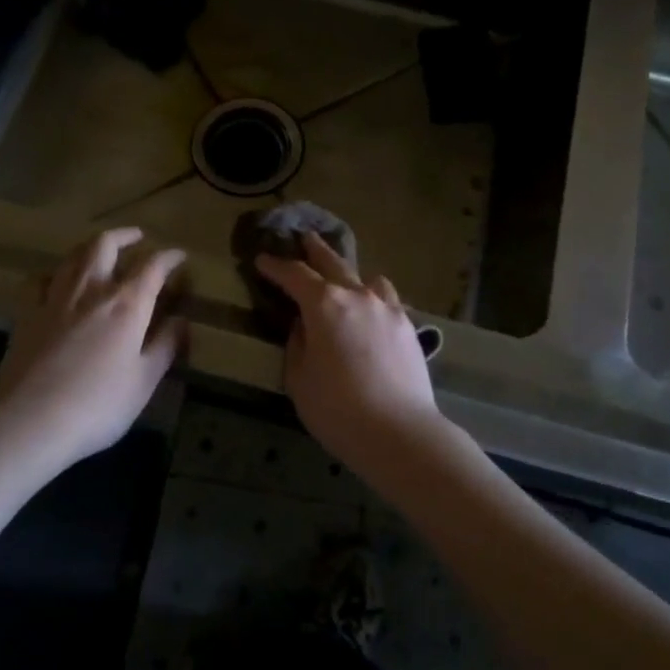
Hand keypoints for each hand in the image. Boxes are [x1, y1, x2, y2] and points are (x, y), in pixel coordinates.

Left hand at [0, 228, 185, 465]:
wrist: (30, 422)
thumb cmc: (98, 406)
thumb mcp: (144, 381)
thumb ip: (164, 346)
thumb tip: (181, 320)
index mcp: (127, 304)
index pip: (153, 266)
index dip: (169, 257)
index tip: (179, 256)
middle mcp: (91, 290)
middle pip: (105, 245)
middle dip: (125, 236)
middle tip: (137, 237)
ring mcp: (54, 299)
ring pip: (72, 256)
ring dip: (91, 247)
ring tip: (101, 251)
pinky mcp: (26, 315)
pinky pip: (39, 280)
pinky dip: (54, 273)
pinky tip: (57, 282)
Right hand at [255, 233, 462, 475]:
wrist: (399, 431)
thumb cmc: (337, 409)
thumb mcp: (299, 378)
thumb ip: (298, 343)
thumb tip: (304, 325)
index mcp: (324, 305)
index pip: (294, 275)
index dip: (275, 266)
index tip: (262, 260)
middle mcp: (357, 296)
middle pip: (333, 263)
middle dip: (315, 251)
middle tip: (305, 237)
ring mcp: (388, 309)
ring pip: (367, 279)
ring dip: (351, 275)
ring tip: (345, 279)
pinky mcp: (408, 327)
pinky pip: (387, 300)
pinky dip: (374, 297)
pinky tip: (373, 310)